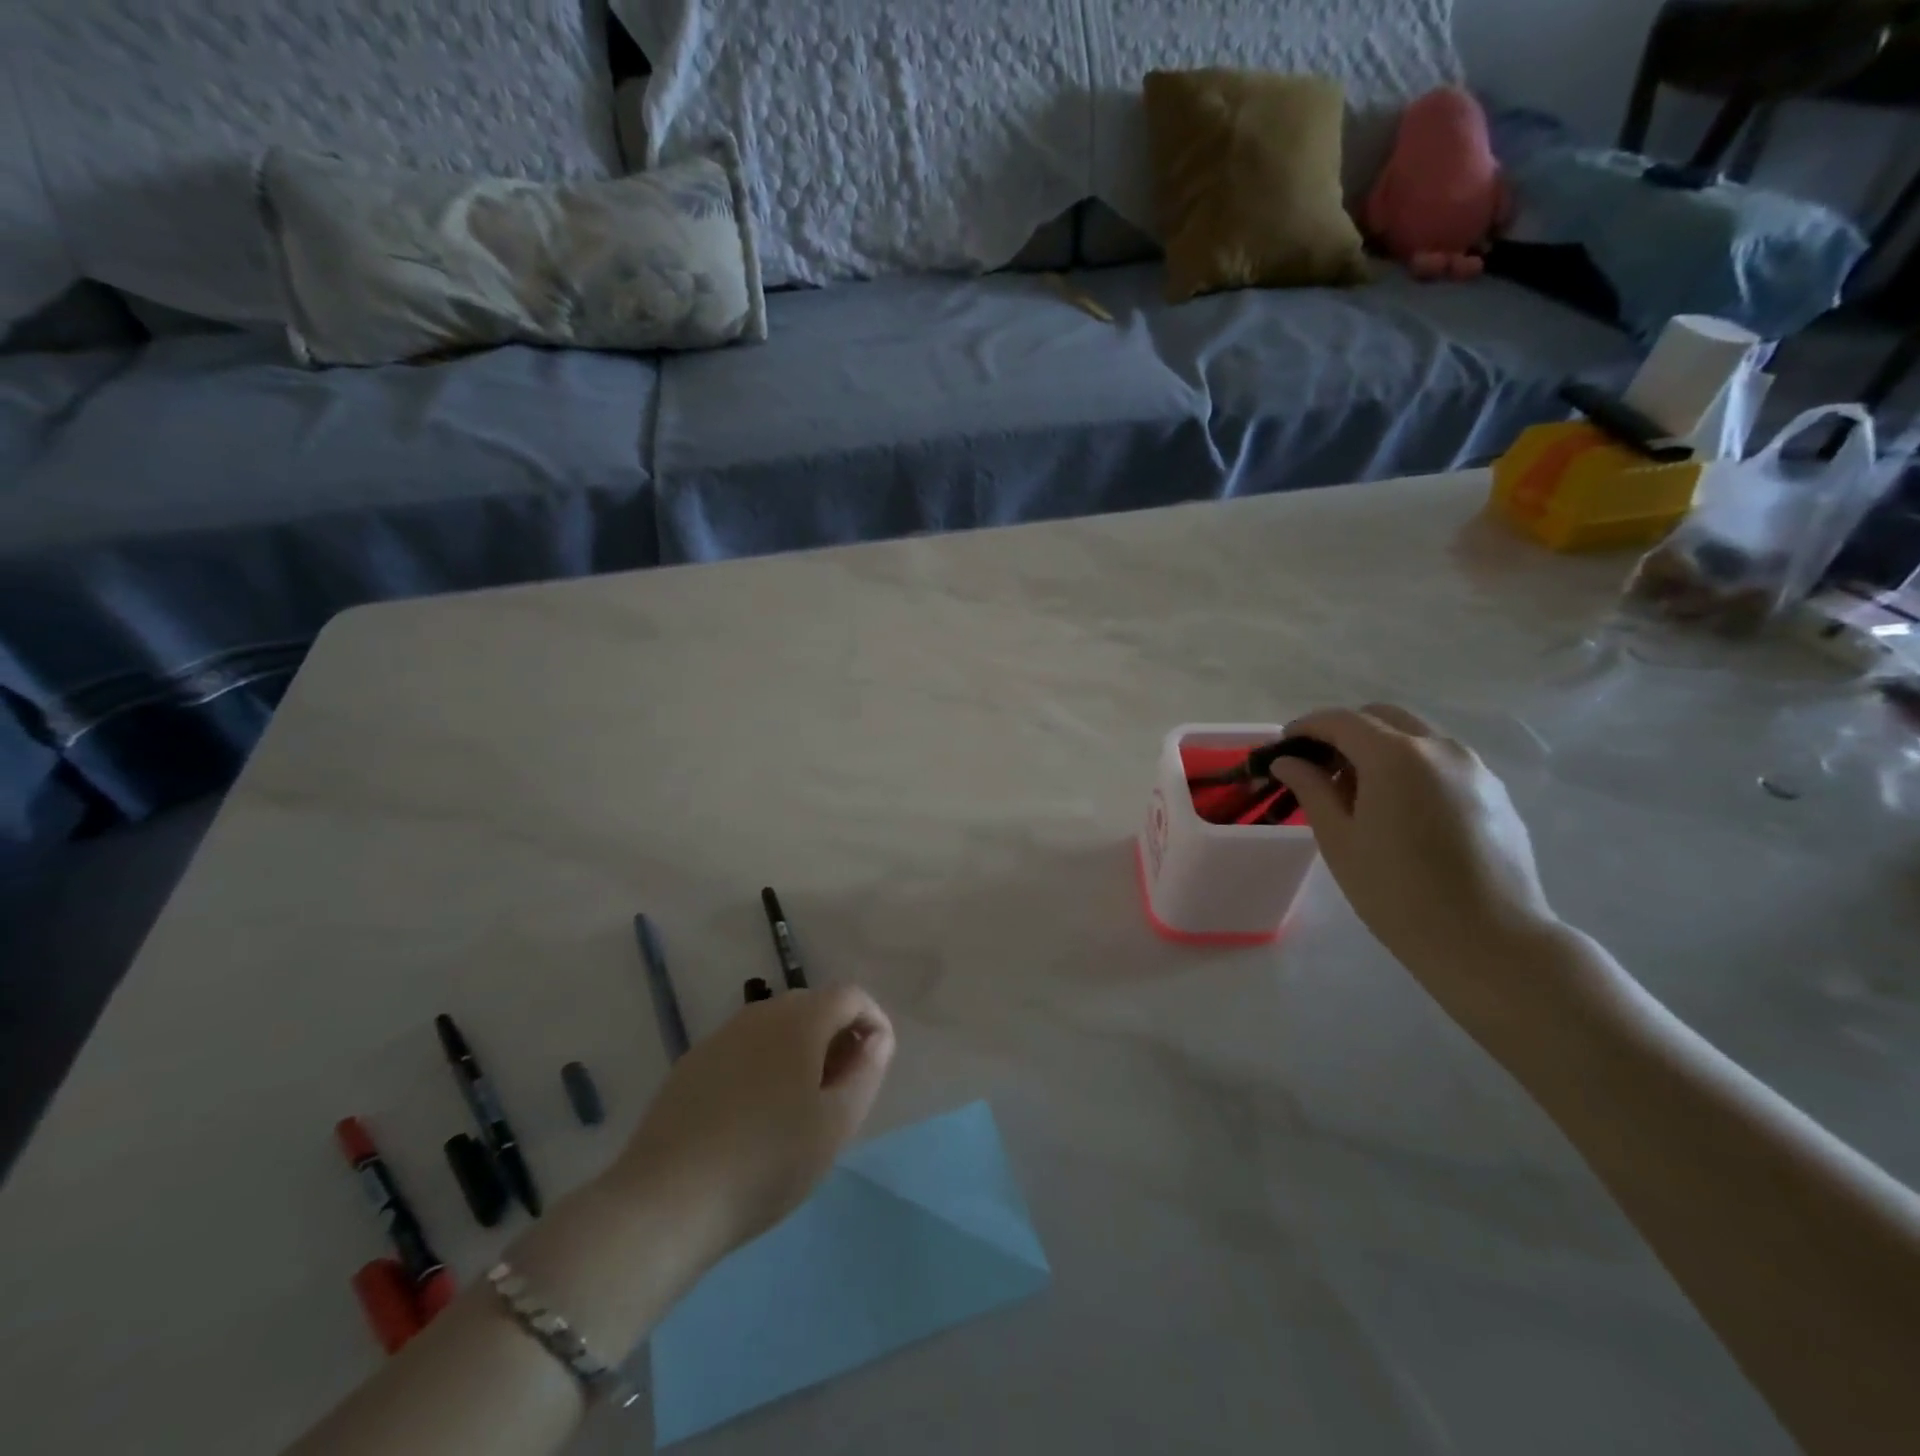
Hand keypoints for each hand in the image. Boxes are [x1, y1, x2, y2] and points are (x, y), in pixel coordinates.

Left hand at [611, 986, 894, 1263]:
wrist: (666, 1200)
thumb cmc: (767, 1161)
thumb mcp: (836, 1124)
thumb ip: (866, 1071)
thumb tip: (876, 1038)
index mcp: (800, 1019)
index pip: (850, 994)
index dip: (873, 1020)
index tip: (876, 1063)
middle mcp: (760, 1013)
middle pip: (812, 1005)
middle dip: (837, 1035)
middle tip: (841, 1089)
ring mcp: (721, 1036)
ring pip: (776, 1027)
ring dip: (800, 1051)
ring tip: (800, 1106)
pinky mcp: (692, 1064)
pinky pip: (744, 1049)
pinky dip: (764, 1065)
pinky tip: (754, 1116)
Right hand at [1266, 705, 1561, 1017]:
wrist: (1490, 942)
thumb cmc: (1397, 892)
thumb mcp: (1339, 840)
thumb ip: (1311, 789)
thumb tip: (1288, 762)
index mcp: (1395, 756)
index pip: (1341, 720)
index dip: (1306, 727)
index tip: (1284, 746)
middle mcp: (1440, 748)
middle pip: (1382, 717)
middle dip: (1345, 732)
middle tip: (1320, 768)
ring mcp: (1475, 768)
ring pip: (1416, 737)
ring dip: (1380, 749)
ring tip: (1359, 794)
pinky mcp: (1496, 793)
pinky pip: (1443, 763)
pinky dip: (1412, 768)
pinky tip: (1402, 812)